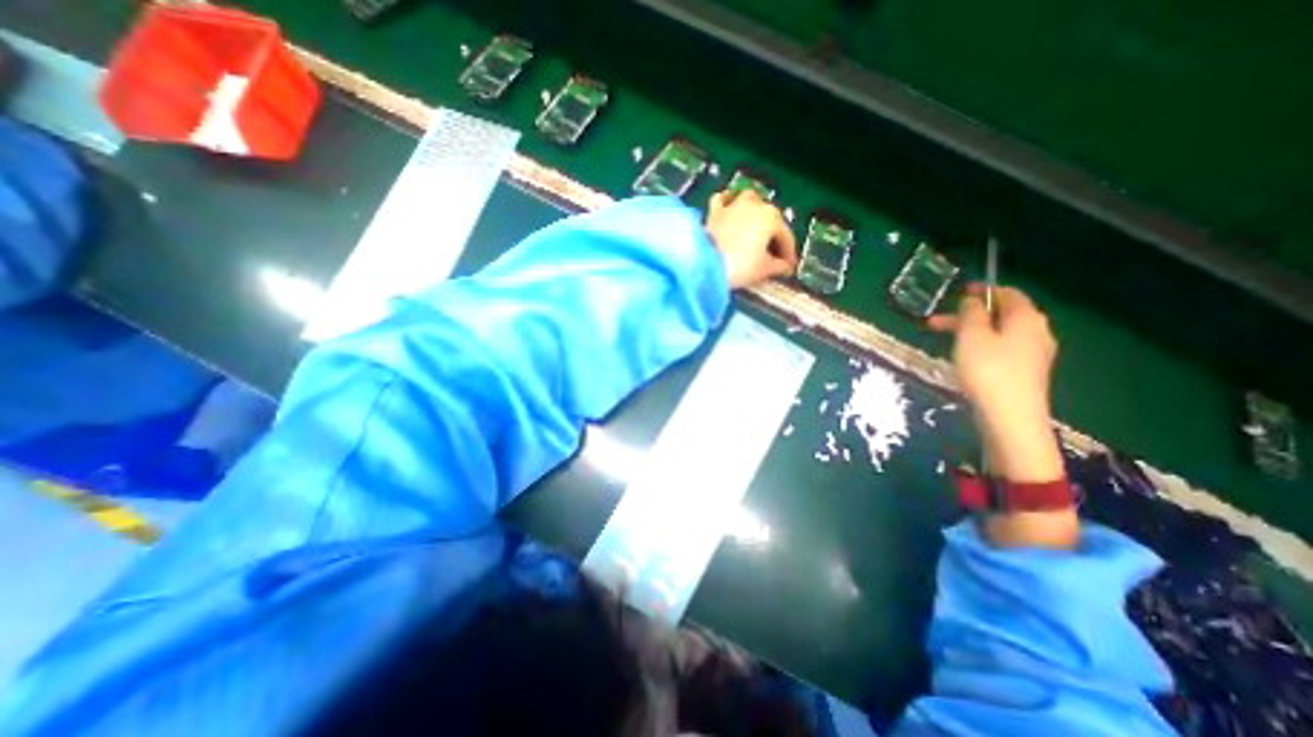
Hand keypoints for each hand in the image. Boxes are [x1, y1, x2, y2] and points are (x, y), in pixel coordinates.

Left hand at [703, 186, 795, 286]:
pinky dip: (729, 205)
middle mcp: (755, 204)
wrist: (704, 263)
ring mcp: (733, 204)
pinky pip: (724, 201)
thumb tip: (785, 267)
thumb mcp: (764, 269)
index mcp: (772, 217)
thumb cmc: (739, 265)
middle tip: (772, 256)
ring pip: (749, 202)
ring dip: (755, 214)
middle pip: (769, 220)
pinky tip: (730, 211)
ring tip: (754, 233)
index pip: (786, 237)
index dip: (788, 255)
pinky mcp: (714, 211)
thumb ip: (779, 267)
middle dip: (772, 237)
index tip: (788, 268)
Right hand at [920, 285, 1065, 485]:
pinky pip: (1001, 350)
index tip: (959, 290)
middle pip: (1001, 315)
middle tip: (935, 322)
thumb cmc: (988, 370)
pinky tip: (962, 358)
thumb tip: (973, 301)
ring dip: (970, 332)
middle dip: (968, 315)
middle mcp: (1036, 332)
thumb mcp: (972, 336)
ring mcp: (1033, 354)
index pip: (1008, 294)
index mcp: (1026, 318)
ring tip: (943, 340)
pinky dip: (980, 346)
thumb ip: (971, 314)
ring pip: (998, 334)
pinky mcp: (1025, 373)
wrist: (1009, 416)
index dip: (983, 289)